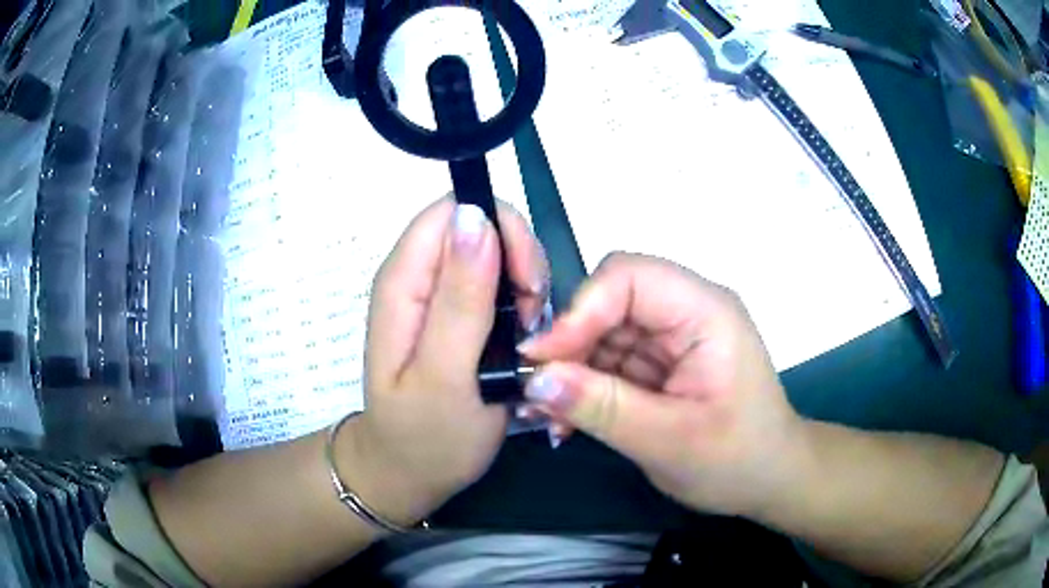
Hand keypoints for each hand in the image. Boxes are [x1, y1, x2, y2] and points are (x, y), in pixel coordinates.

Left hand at [346, 196, 547, 523]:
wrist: (409, 472)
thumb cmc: (425, 436)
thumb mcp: (444, 376)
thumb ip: (459, 299)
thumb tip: (474, 217)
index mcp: (404, 282)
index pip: (454, 210)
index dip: (499, 230)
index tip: (526, 285)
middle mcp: (416, 276)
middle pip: (477, 224)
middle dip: (518, 259)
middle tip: (531, 316)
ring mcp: (436, 295)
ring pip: (493, 251)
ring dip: (523, 284)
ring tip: (527, 335)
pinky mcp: (455, 314)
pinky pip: (496, 282)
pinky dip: (520, 302)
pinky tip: (523, 338)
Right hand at [520, 253, 802, 517]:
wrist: (768, 480)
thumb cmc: (737, 461)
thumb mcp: (670, 441)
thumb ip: (603, 408)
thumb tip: (535, 381)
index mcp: (705, 312)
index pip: (628, 276)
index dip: (579, 311)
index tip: (540, 361)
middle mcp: (687, 310)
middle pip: (610, 300)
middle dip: (570, 345)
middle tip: (538, 393)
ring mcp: (673, 335)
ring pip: (602, 331)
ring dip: (571, 371)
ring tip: (548, 417)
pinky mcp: (660, 361)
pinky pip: (610, 359)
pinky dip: (584, 386)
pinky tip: (568, 421)